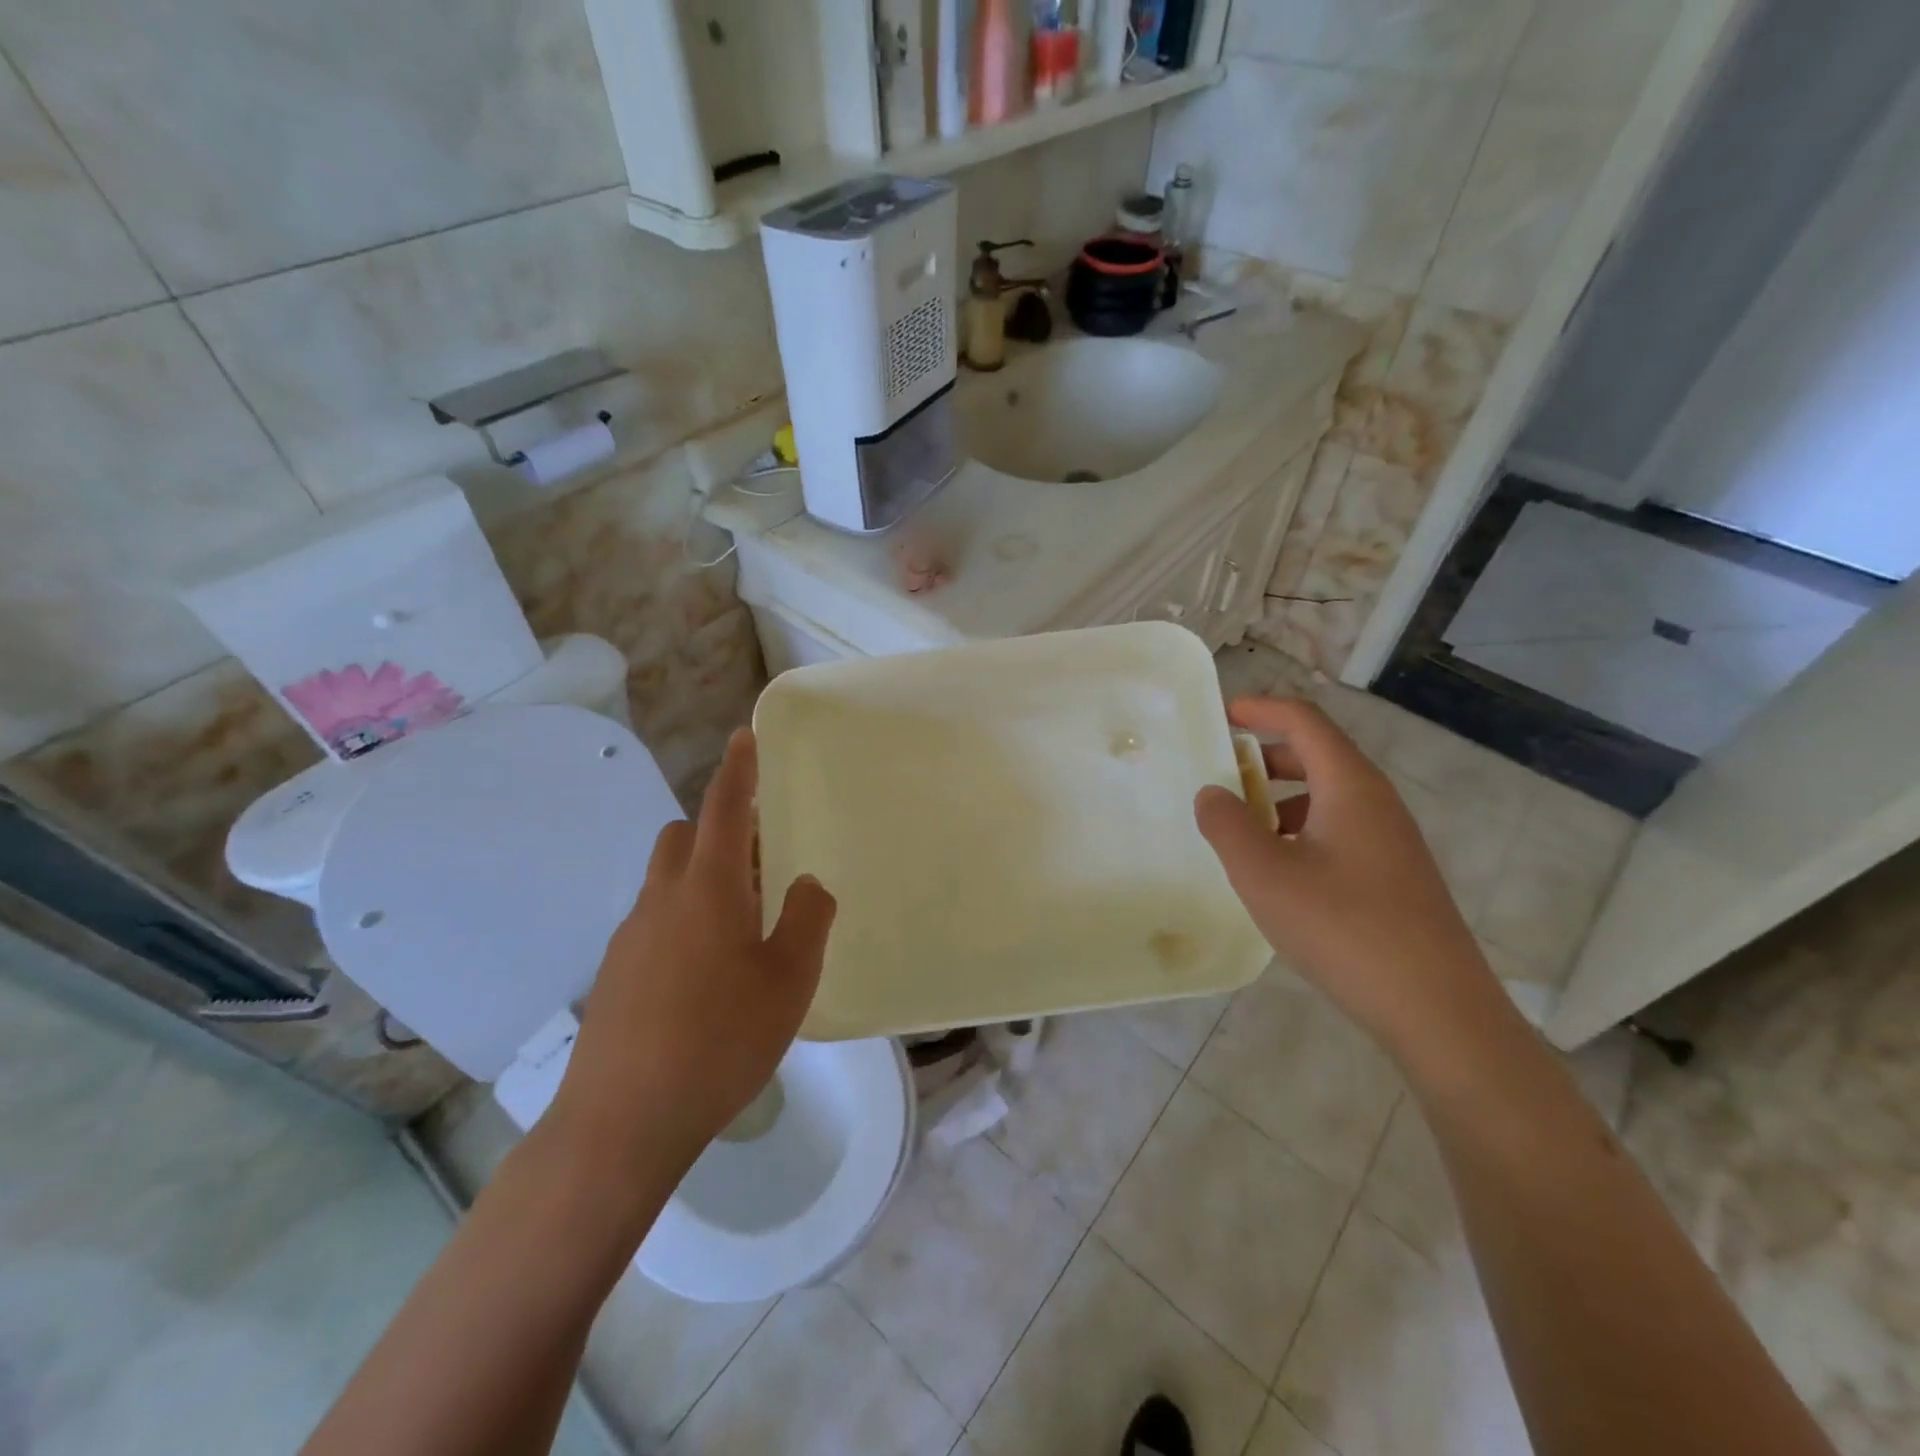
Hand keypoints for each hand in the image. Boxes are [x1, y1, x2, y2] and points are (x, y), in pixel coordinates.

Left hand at [551, 729, 836, 1168]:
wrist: (621, 1122)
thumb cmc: (719, 1040)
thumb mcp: (789, 979)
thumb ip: (807, 919)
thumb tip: (805, 884)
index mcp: (709, 889)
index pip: (724, 809)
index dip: (738, 770)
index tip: (745, 736)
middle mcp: (663, 900)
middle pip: (684, 837)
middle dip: (719, 830)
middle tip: (762, 862)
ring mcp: (631, 937)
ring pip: (667, 881)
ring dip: (702, 878)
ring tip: (742, 928)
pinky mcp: (616, 974)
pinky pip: (655, 922)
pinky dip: (684, 920)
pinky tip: (707, 977)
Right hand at [1193, 697, 1507, 1064]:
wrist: (1437, 1010)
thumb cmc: (1344, 928)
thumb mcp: (1265, 874)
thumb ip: (1227, 825)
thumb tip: (1211, 793)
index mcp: (1350, 786)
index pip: (1304, 721)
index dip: (1260, 709)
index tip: (1220, 715)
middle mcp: (1375, 802)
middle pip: (1316, 755)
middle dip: (1264, 755)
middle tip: (1218, 771)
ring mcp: (1390, 841)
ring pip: (1326, 797)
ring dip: (1278, 798)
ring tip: (1238, 827)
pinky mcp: (1393, 876)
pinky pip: (1337, 831)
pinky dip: (1298, 831)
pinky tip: (1276, 871)